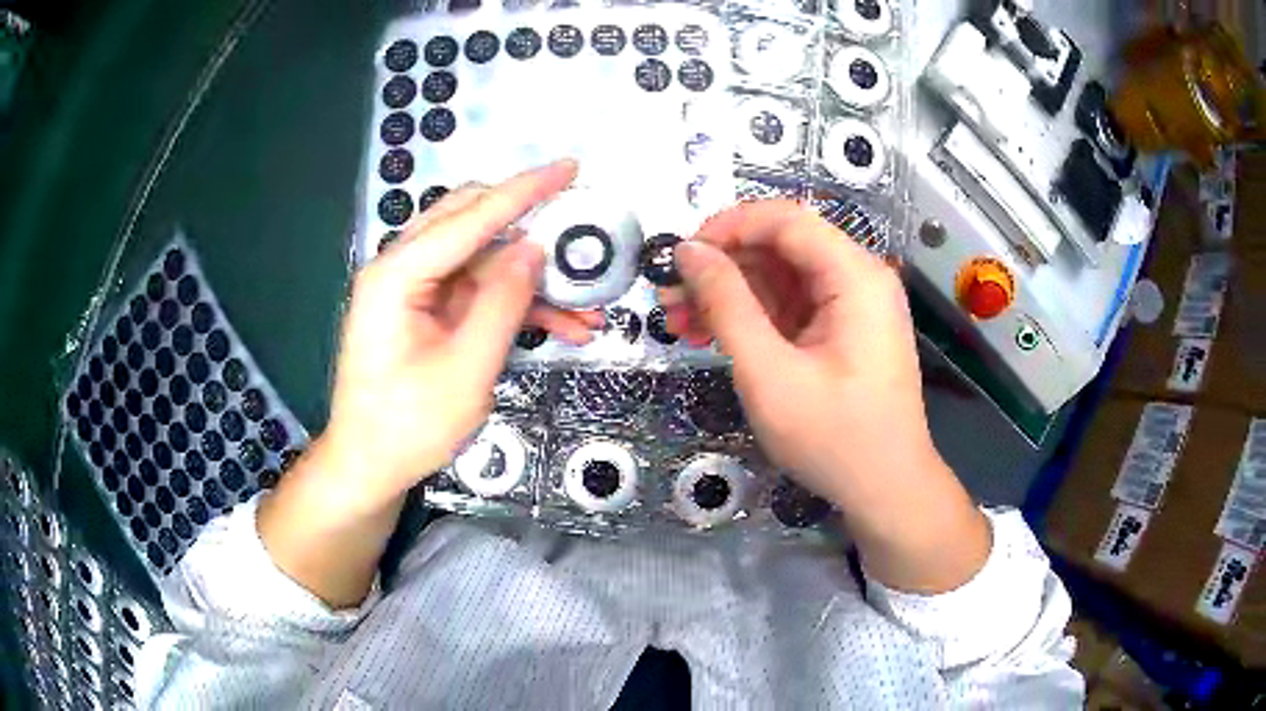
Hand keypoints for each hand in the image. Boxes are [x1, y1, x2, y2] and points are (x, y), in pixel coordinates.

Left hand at [314, 160, 597, 505]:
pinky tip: (559, 328)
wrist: (369, 465)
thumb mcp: (466, 369)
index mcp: (398, 274)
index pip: (471, 216)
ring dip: (531, 280)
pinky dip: (515, 305)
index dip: (525, 190)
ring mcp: (414, 290)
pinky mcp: (427, 311)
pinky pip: (477, 293)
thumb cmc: (408, 426)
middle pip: (472, 223)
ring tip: (585, 307)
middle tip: (578, 225)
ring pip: (483, 262)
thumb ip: (502, 302)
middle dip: (530, 226)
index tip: (569, 168)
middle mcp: (402, 269)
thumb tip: (535, 248)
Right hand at [663, 200, 989, 592]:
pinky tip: (713, 335)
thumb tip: (689, 252)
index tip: (682, 256)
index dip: (727, 226)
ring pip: (781, 277)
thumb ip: (727, 305)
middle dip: (722, 267)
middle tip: (670, 298)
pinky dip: (752, 317)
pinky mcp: (843, 330)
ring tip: (681, 322)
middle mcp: (859, 278)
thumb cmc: (835, 438)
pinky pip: (792, 306)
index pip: (785, 219)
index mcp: (855, 276)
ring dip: (730, 294)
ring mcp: (853, 305)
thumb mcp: (770, 373)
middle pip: (781, 246)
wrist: (887, 490)